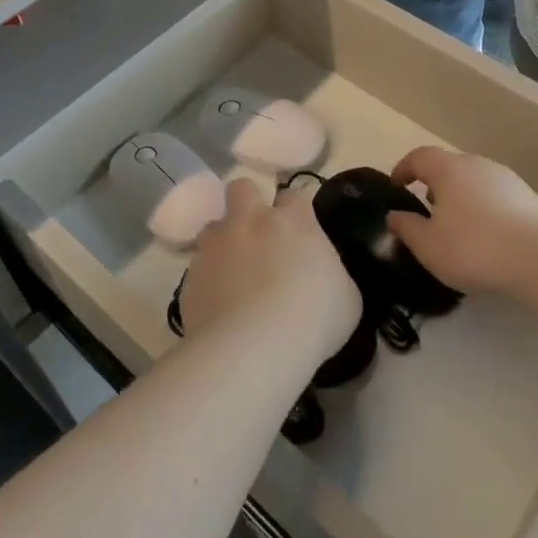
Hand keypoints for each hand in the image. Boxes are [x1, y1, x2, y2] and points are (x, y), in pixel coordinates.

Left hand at [182, 180, 361, 358]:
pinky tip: (219, 303)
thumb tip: (321, 271)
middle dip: (248, 203)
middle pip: (242, 188)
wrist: (254, 349)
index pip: (295, 195)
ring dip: (224, 242)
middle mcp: (251, 220)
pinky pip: (199, 266)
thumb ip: (331, 271)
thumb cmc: (313, 320)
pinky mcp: (191, 274)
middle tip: (259, 234)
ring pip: (214, 226)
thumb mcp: (346, 296)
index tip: (301, 231)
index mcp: (293, 220)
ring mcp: (216, 245)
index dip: (297, 211)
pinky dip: (208, 278)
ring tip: (234, 272)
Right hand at [387, 147, 537, 296]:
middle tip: (425, 207)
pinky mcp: (529, 198)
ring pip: (474, 180)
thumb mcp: (428, 245)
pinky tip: (485, 235)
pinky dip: (483, 208)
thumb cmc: (474, 247)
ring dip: (460, 196)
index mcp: (448, 169)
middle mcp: (477, 165)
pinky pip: (495, 196)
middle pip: (449, 166)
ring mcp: (507, 179)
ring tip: (455, 224)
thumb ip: (407, 228)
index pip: (419, 157)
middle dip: (433, 183)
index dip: (404, 168)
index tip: (396, 185)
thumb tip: (394, 215)